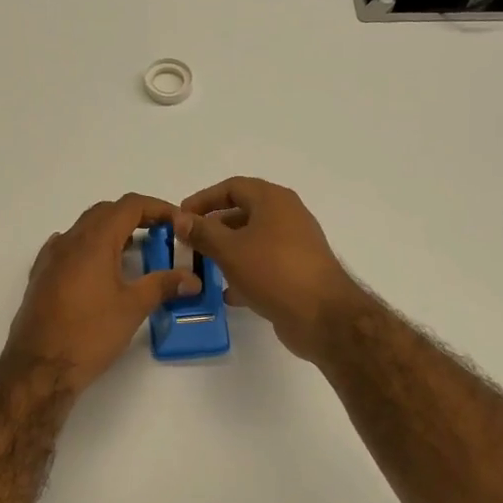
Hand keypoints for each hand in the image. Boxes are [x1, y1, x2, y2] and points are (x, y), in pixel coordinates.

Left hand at [4, 194, 200, 392]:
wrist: (39, 367)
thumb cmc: (89, 334)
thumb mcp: (133, 308)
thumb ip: (163, 285)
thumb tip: (192, 279)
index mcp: (94, 241)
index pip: (129, 206)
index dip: (157, 207)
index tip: (177, 222)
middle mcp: (69, 241)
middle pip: (105, 212)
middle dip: (135, 217)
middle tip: (160, 235)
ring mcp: (51, 258)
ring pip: (84, 229)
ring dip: (111, 232)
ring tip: (134, 252)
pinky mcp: (41, 277)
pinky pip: (68, 248)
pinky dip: (89, 248)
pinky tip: (97, 268)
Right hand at [177, 177, 364, 361]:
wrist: (322, 315)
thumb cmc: (273, 272)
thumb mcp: (230, 250)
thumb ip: (203, 232)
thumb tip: (180, 218)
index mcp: (273, 200)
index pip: (232, 187)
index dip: (203, 199)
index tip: (181, 217)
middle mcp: (287, 216)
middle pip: (243, 213)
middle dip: (213, 228)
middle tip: (188, 244)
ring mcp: (295, 245)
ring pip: (253, 241)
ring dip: (227, 252)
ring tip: (202, 268)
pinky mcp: (297, 272)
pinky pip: (264, 265)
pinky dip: (244, 273)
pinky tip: (227, 293)